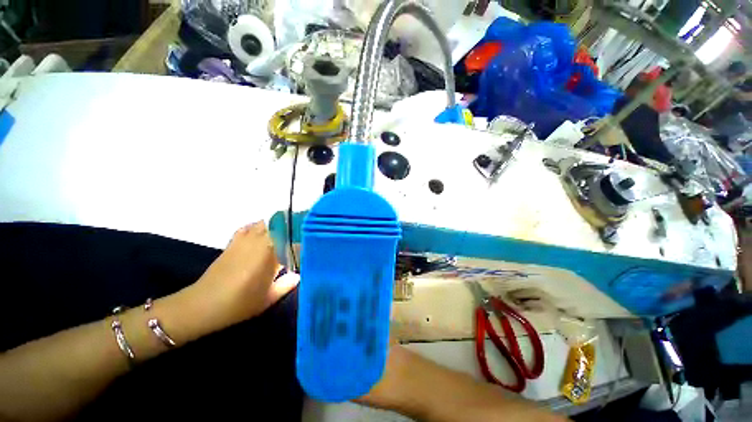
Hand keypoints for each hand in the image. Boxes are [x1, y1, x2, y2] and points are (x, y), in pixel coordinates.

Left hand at [192, 221, 298, 325]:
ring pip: (266, 223)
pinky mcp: (234, 242)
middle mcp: (259, 243)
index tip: (310, 243)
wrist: (203, 305)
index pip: (292, 240)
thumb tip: (299, 275)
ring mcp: (245, 240)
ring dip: (277, 226)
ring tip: (286, 233)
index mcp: (270, 256)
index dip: (303, 240)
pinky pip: (249, 227)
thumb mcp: (268, 298)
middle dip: (293, 228)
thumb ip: (287, 285)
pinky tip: (263, 233)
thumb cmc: (239, 304)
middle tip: (301, 235)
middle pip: (280, 226)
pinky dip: (258, 226)